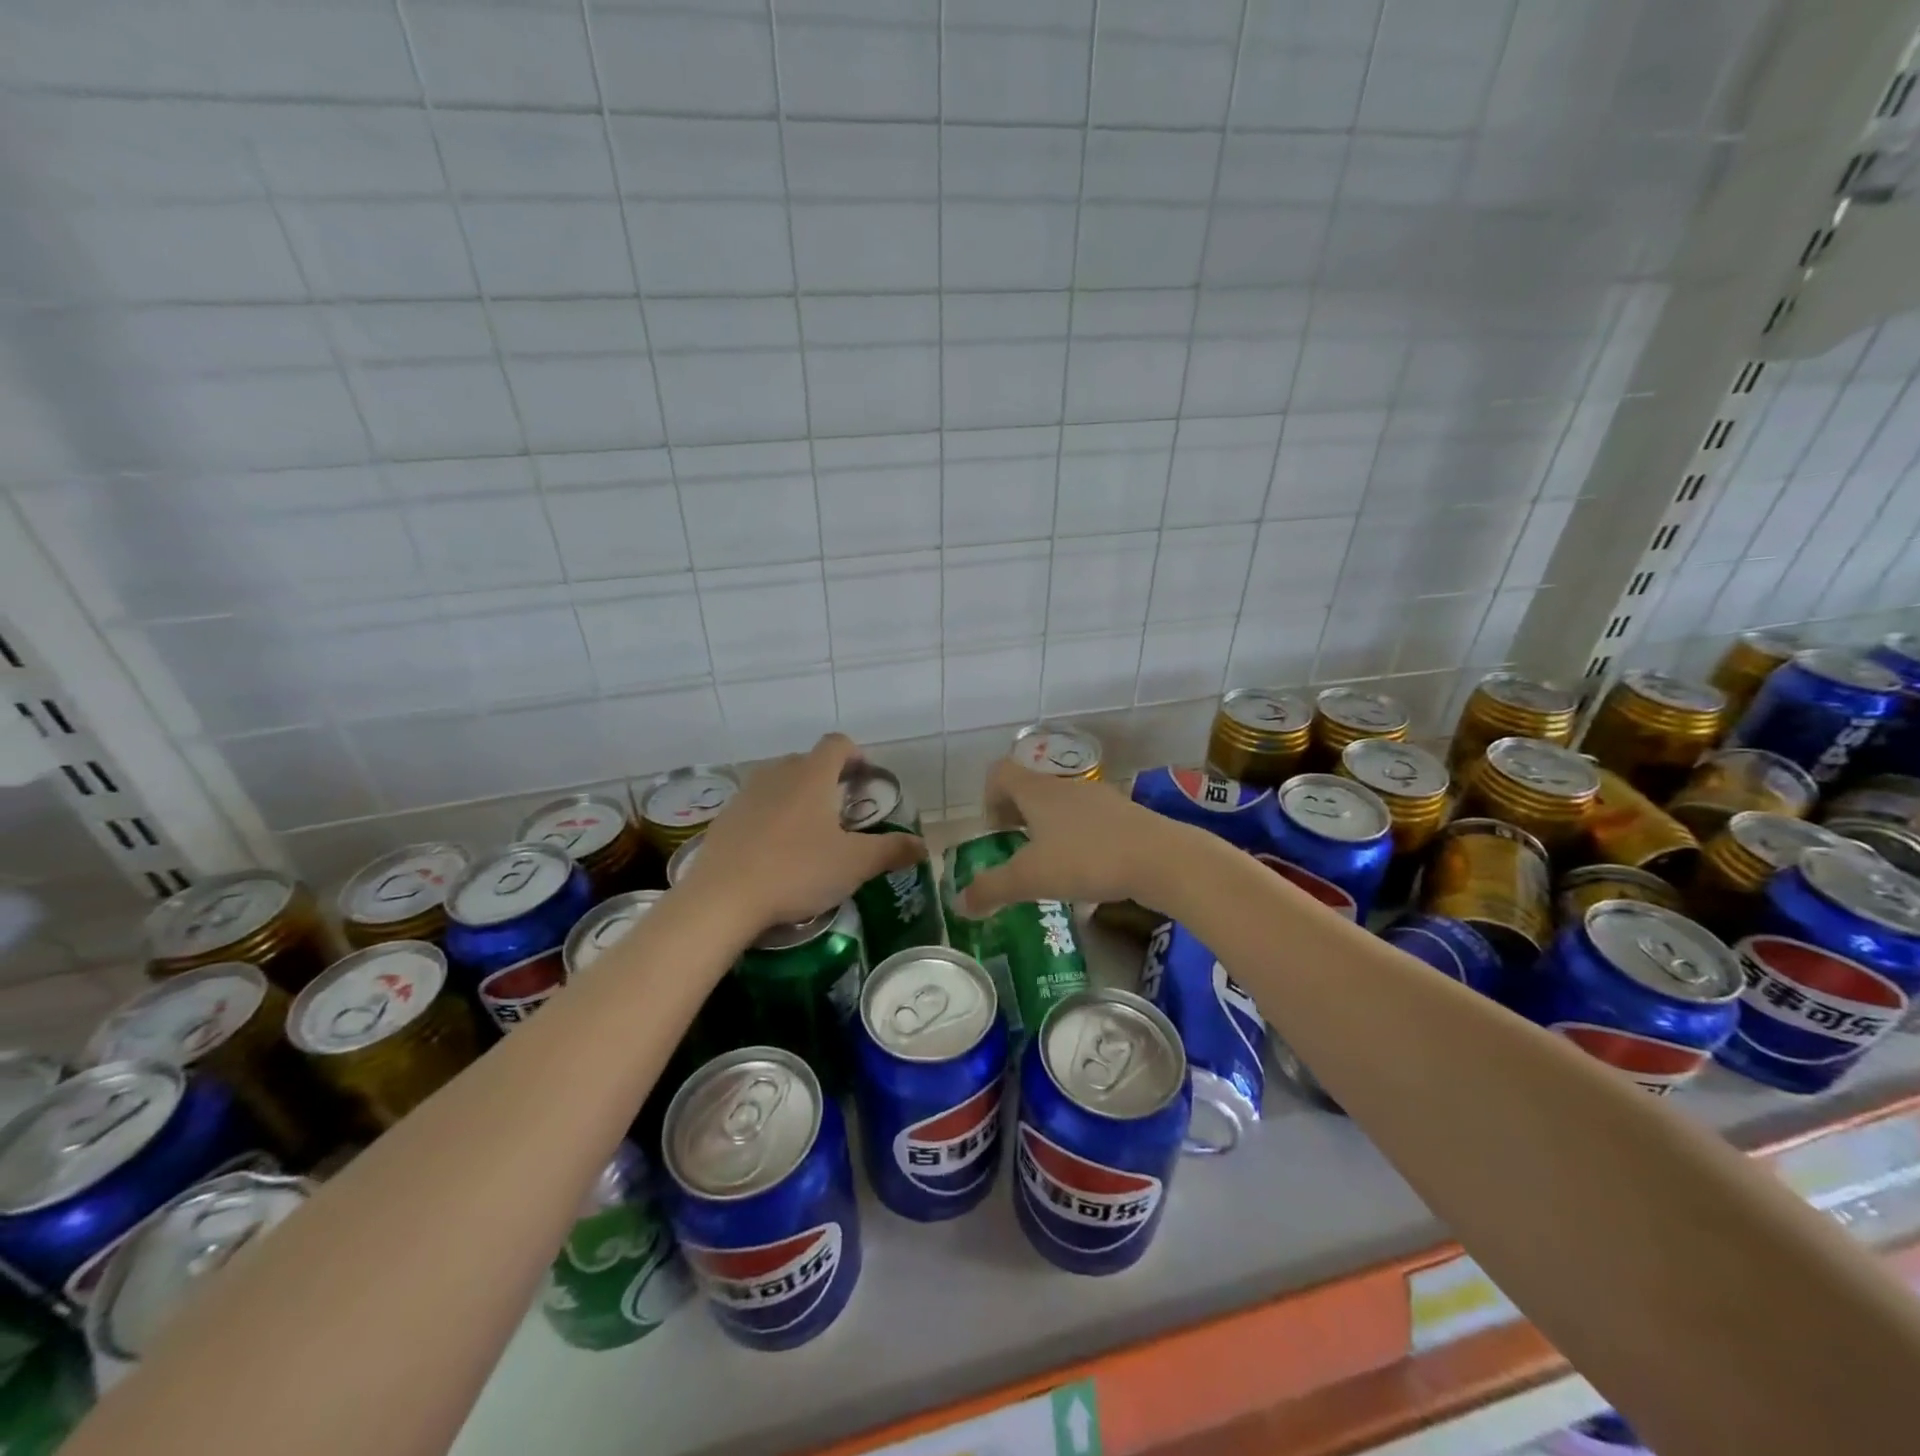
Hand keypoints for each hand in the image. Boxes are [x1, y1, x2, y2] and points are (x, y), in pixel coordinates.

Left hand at [678, 734, 922, 931]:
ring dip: (797, 798)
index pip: (838, 744)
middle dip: (828, 779)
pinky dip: (770, 818)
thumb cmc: (797, 871)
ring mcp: (746, 794)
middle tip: (842, 813)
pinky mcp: (724, 819)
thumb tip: (923, 846)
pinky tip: (775, 853)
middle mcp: (778, 774)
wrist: (722, 899)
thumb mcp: (854, 864)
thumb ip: (891, 851)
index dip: (856, 755)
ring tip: (808, 834)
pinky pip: (755, 807)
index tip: (865, 780)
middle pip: (808, 762)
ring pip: (779, 783)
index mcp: (812, 775)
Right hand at [957, 760, 1193, 915]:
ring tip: (1051, 867)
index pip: (999, 773)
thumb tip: (959, 903)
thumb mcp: (1031, 879)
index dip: (988, 798)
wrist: (1161, 859)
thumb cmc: (1086, 859)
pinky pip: (1088, 822)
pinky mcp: (1124, 816)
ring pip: (1061, 806)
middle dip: (1017, 818)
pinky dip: (1078, 840)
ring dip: (1048, 830)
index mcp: (1037, 791)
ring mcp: (1099, 799)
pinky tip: (1086, 874)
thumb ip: (992, 889)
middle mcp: (1065, 786)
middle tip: (1017, 852)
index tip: (995, 833)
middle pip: (1030, 788)